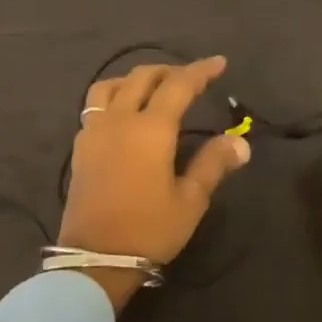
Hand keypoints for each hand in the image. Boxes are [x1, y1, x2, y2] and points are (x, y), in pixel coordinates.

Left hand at [61, 55, 250, 307]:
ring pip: (111, 85)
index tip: (219, 63)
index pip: (179, 85)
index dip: (201, 71)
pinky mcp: (80, 147)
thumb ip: (213, 164)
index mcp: (151, 129)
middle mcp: (120, 120)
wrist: (95, 259)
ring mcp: (94, 131)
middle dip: (170, 71)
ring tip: (153, 88)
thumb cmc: (149, 230)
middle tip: (191, 77)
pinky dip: (114, 96)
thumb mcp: (190, 200)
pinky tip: (124, 114)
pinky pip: (95, 106)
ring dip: (135, 79)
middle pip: (143, 77)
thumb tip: (241, 142)